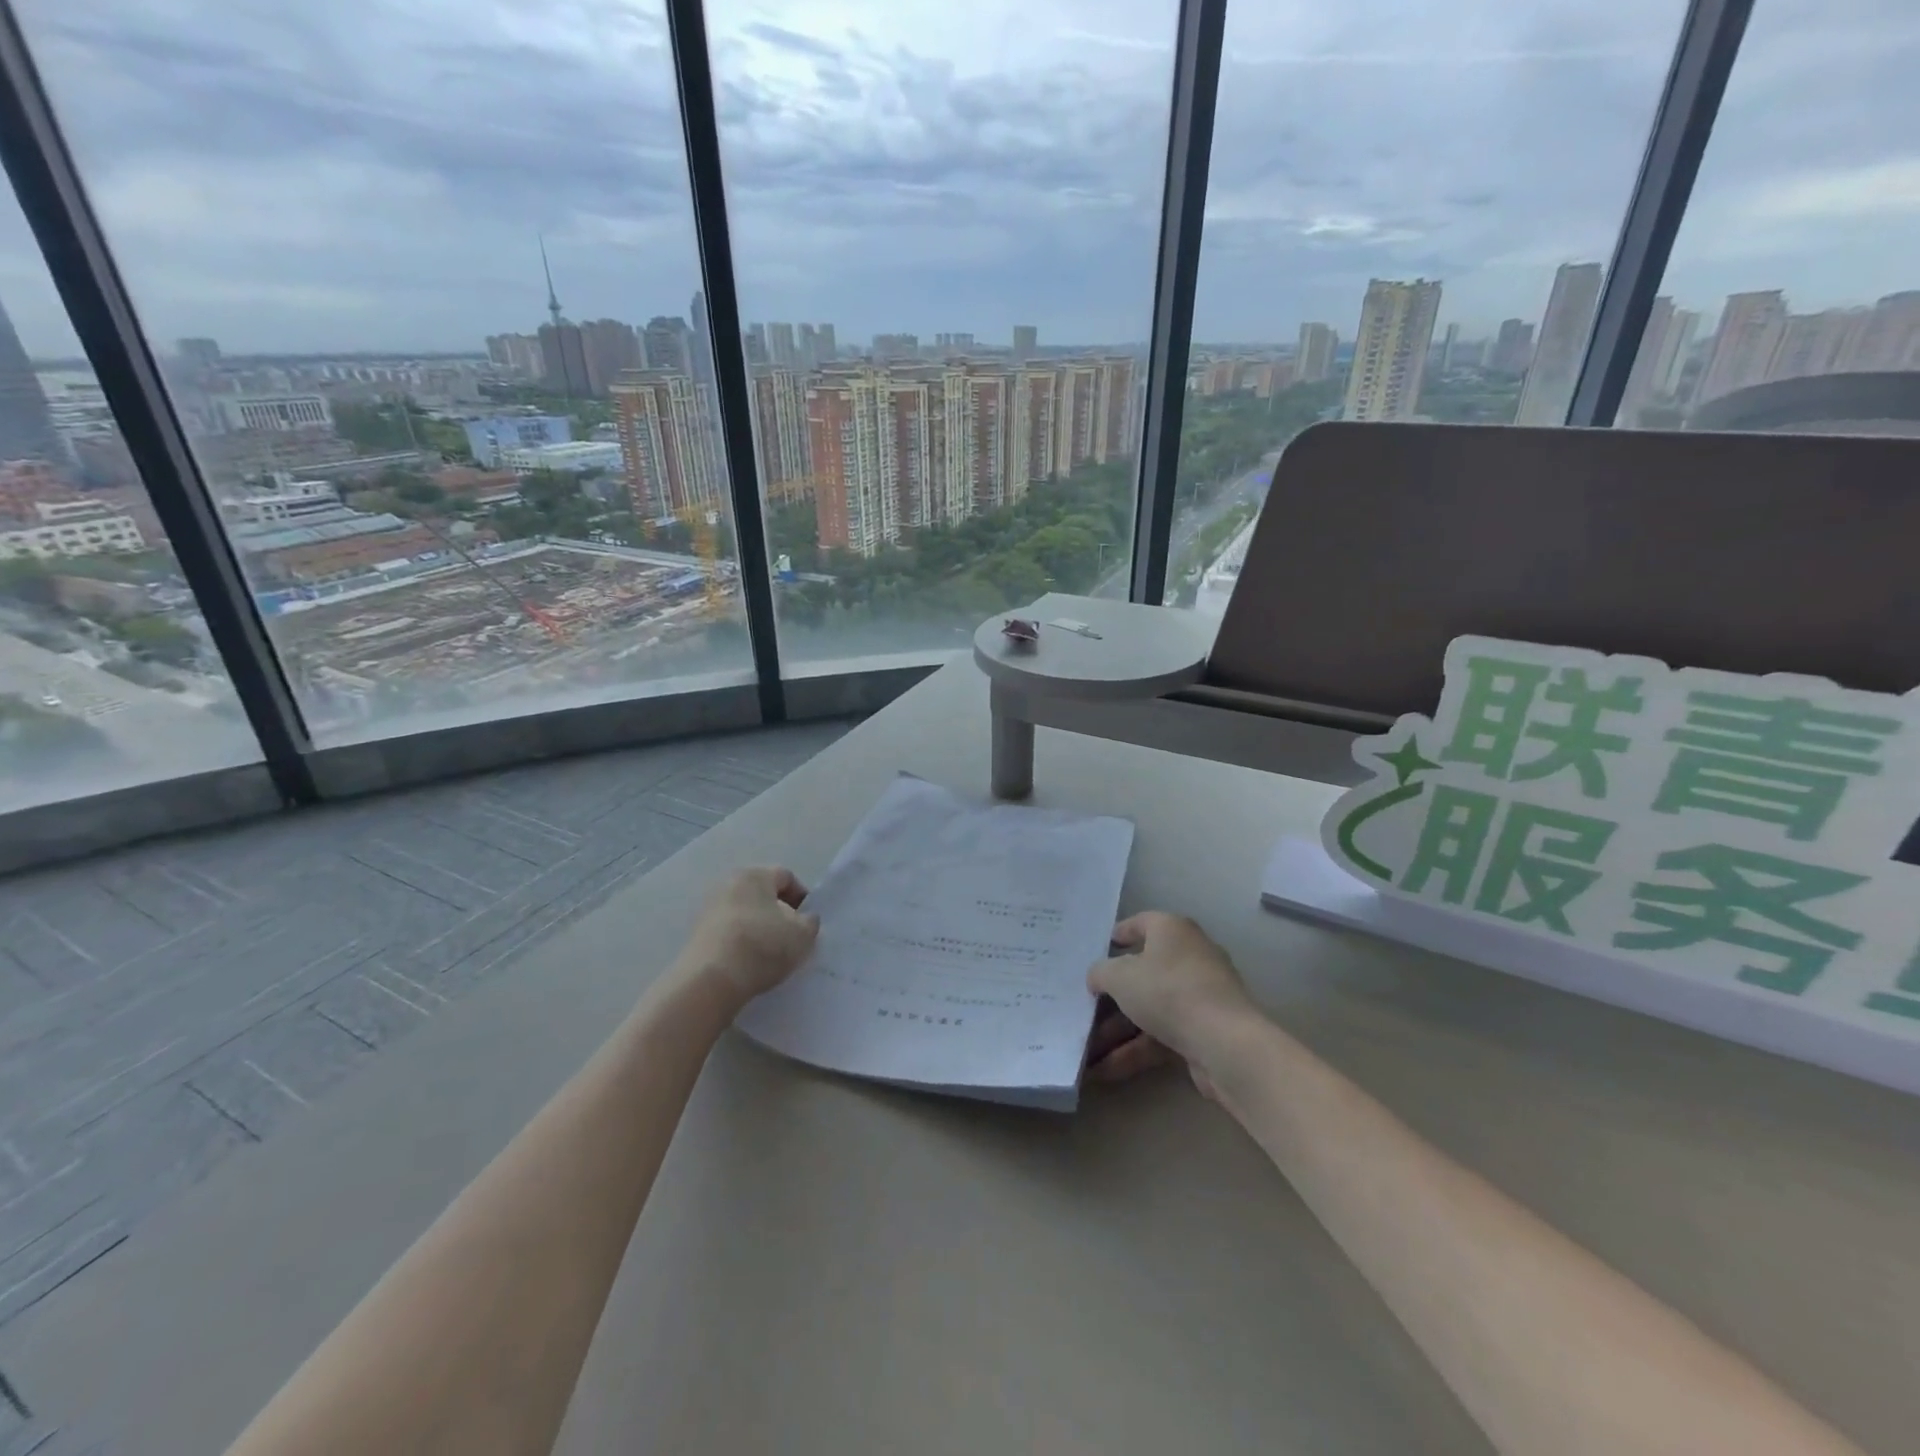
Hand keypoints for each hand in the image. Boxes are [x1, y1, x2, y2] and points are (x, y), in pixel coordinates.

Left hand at [679, 867, 819, 1008]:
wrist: (711, 980)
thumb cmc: (762, 946)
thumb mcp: (802, 934)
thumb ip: (810, 922)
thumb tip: (804, 919)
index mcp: (754, 875)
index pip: (786, 877)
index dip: (802, 897)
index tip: (808, 922)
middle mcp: (728, 884)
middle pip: (762, 894)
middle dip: (780, 913)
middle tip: (792, 937)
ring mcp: (709, 909)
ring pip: (745, 913)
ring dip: (760, 928)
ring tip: (771, 954)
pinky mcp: (697, 934)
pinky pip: (729, 932)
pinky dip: (742, 942)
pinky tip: (749, 963)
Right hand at [1084, 912, 1258, 1094]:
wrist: (1225, 1044)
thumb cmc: (1168, 991)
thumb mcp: (1119, 976)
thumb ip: (1100, 973)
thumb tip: (1098, 978)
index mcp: (1172, 931)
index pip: (1140, 924)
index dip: (1117, 935)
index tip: (1094, 951)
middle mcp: (1189, 957)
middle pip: (1142, 972)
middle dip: (1110, 996)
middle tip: (1082, 1008)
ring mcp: (1198, 997)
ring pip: (1149, 1009)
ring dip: (1116, 1031)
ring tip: (1085, 1050)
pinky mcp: (1203, 1032)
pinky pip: (1161, 1036)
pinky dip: (1134, 1051)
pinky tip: (1105, 1070)